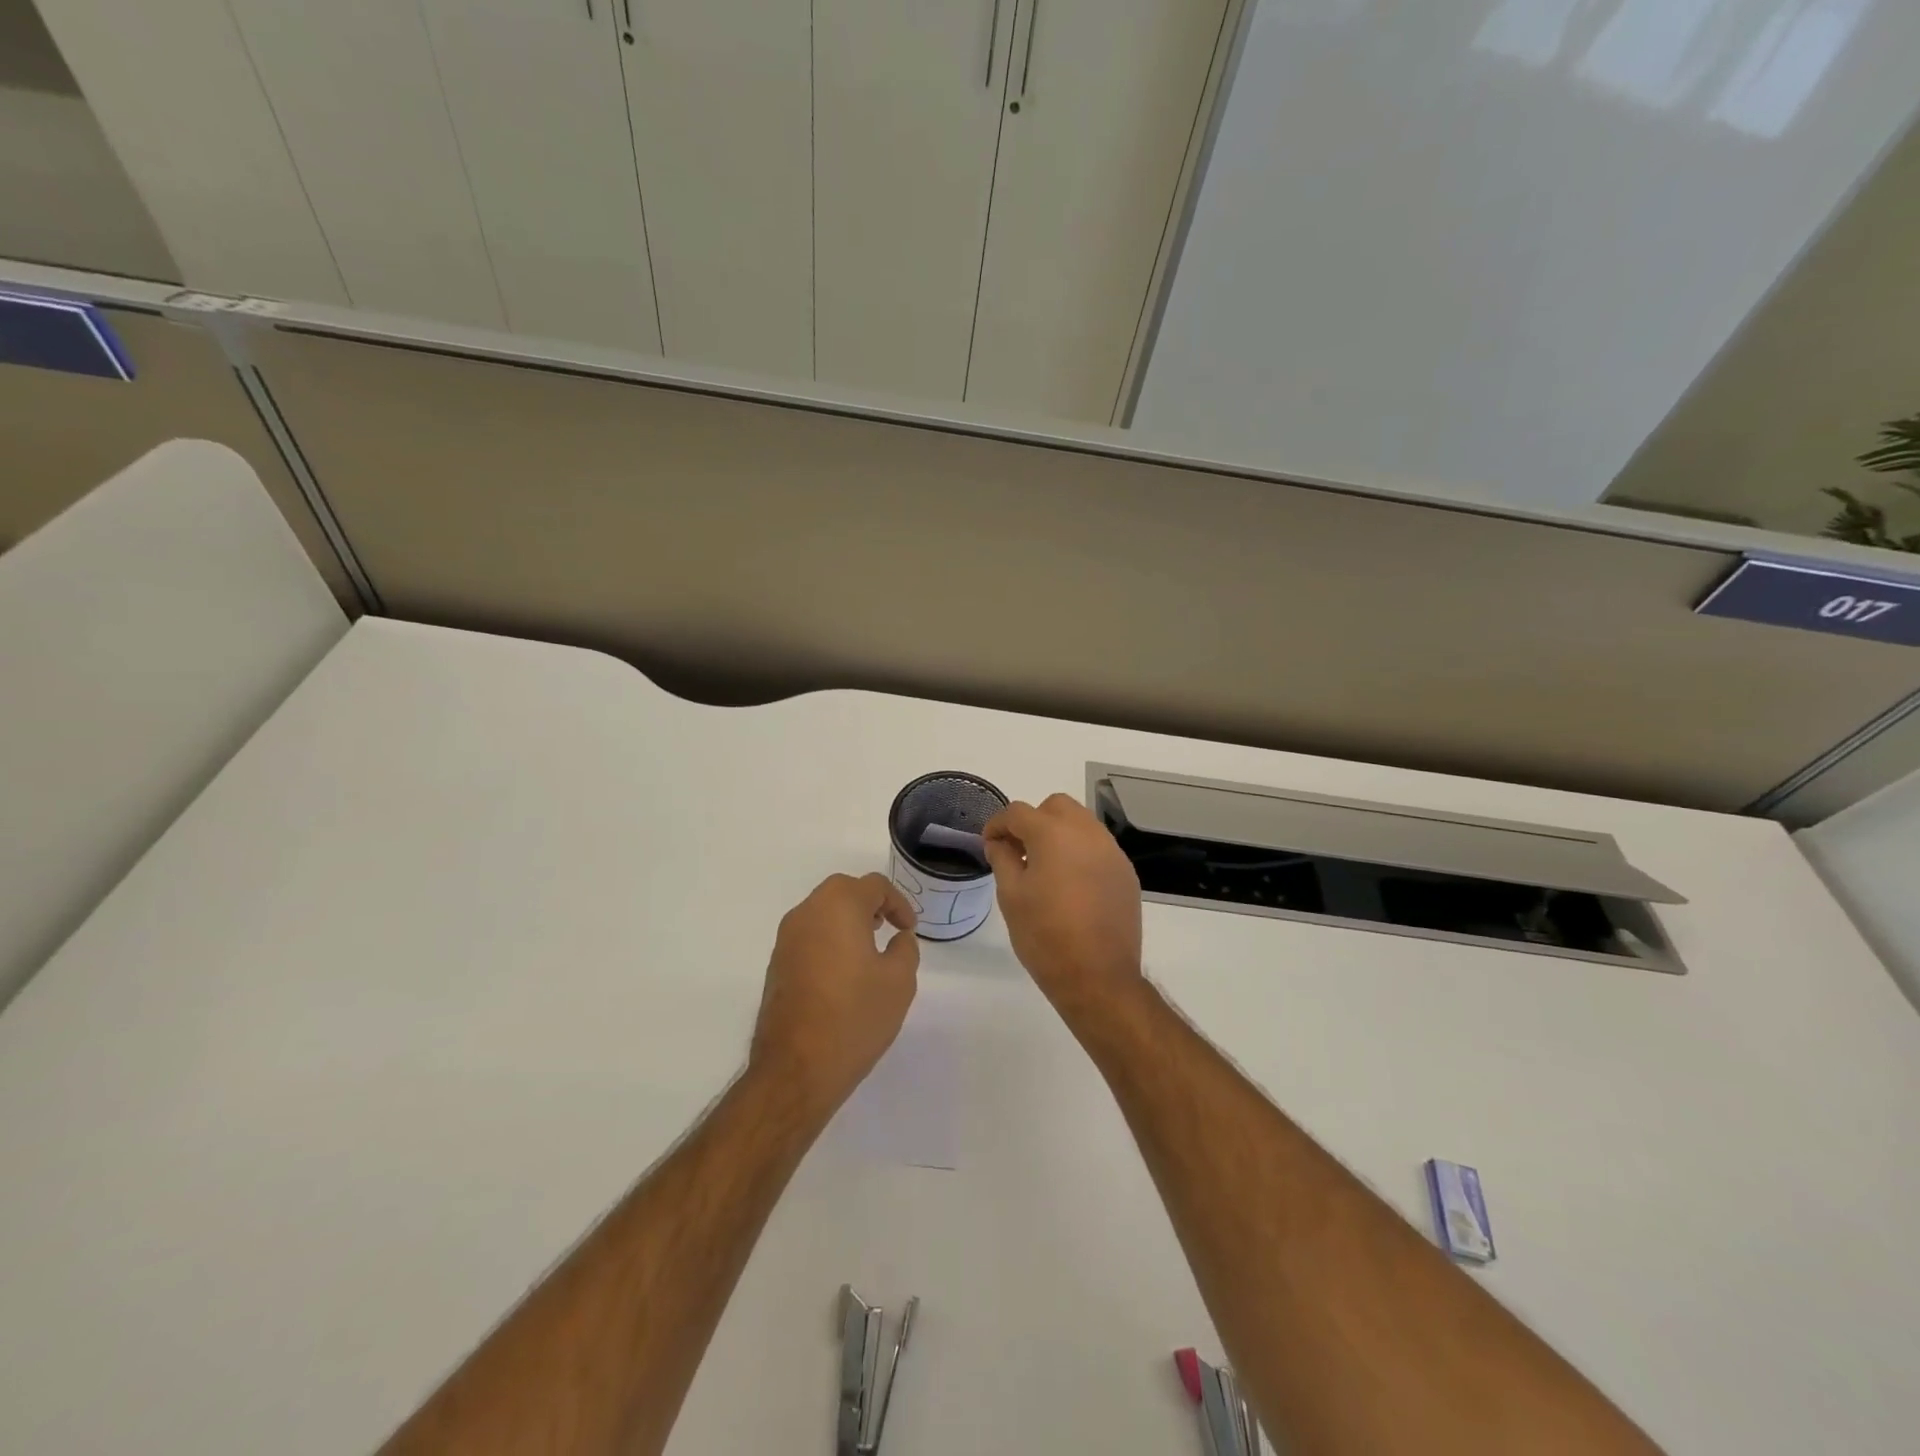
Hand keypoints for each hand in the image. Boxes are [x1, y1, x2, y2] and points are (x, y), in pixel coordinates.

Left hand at [750, 873, 920, 1119]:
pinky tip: (843, 973)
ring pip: (821, 912)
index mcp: (838, 907)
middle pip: (842, 890)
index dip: (898, 903)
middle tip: (888, 928)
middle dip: (869, 904)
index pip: (873, 885)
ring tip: (868, 950)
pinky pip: (808, 936)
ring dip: (846, 920)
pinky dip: (828, 940)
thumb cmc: (854, 1017)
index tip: (909, 929)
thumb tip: (898, 938)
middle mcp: (807, 913)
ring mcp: (786, 939)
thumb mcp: (899, 981)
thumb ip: (905, 949)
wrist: (796, 1068)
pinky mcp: (776, 964)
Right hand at [982, 795, 1143, 1014]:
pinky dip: (1080, 852)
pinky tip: (1071, 884)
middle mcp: (1087, 833)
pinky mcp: (1126, 872)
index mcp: (1054, 834)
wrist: (1098, 977)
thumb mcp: (1011, 896)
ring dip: (1059, 833)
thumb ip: (1003, 859)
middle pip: (1056, 806)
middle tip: (1019, 851)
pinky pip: (1098, 847)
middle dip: (1033, 820)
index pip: (1018, 812)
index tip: (990, 844)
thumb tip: (999, 842)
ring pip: (1081, 823)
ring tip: (1045, 867)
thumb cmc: (1045, 936)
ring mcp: (1112, 852)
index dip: (998, 825)